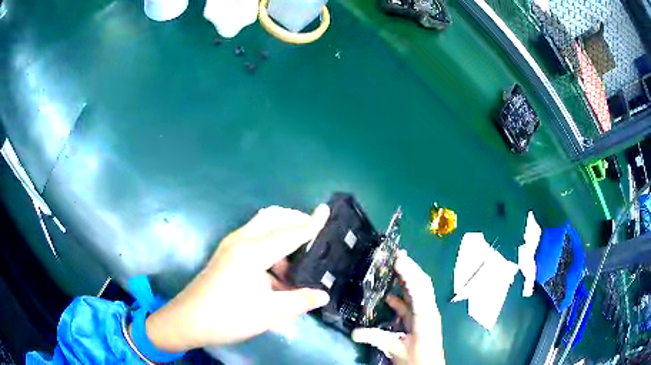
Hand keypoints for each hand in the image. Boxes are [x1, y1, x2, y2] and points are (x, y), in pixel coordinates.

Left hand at [144, 204, 331, 350]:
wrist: (189, 320)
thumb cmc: (229, 316)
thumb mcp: (269, 312)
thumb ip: (299, 300)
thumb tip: (323, 294)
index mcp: (252, 252)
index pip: (289, 233)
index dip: (311, 224)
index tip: (327, 210)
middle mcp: (241, 240)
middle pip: (273, 217)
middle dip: (295, 220)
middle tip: (315, 235)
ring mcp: (231, 245)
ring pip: (262, 225)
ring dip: (282, 234)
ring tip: (298, 259)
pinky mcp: (227, 254)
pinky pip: (254, 238)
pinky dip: (271, 245)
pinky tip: (278, 271)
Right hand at [351, 250, 444, 364]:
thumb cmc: (417, 360)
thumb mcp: (396, 349)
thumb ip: (376, 338)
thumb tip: (354, 332)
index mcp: (425, 315)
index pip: (418, 288)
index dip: (409, 272)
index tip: (397, 258)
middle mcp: (427, 310)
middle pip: (421, 284)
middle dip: (411, 268)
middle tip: (397, 254)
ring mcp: (425, 314)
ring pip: (417, 291)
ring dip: (407, 278)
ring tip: (394, 265)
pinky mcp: (420, 320)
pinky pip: (411, 303)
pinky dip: (401, 296)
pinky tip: (388, 295)